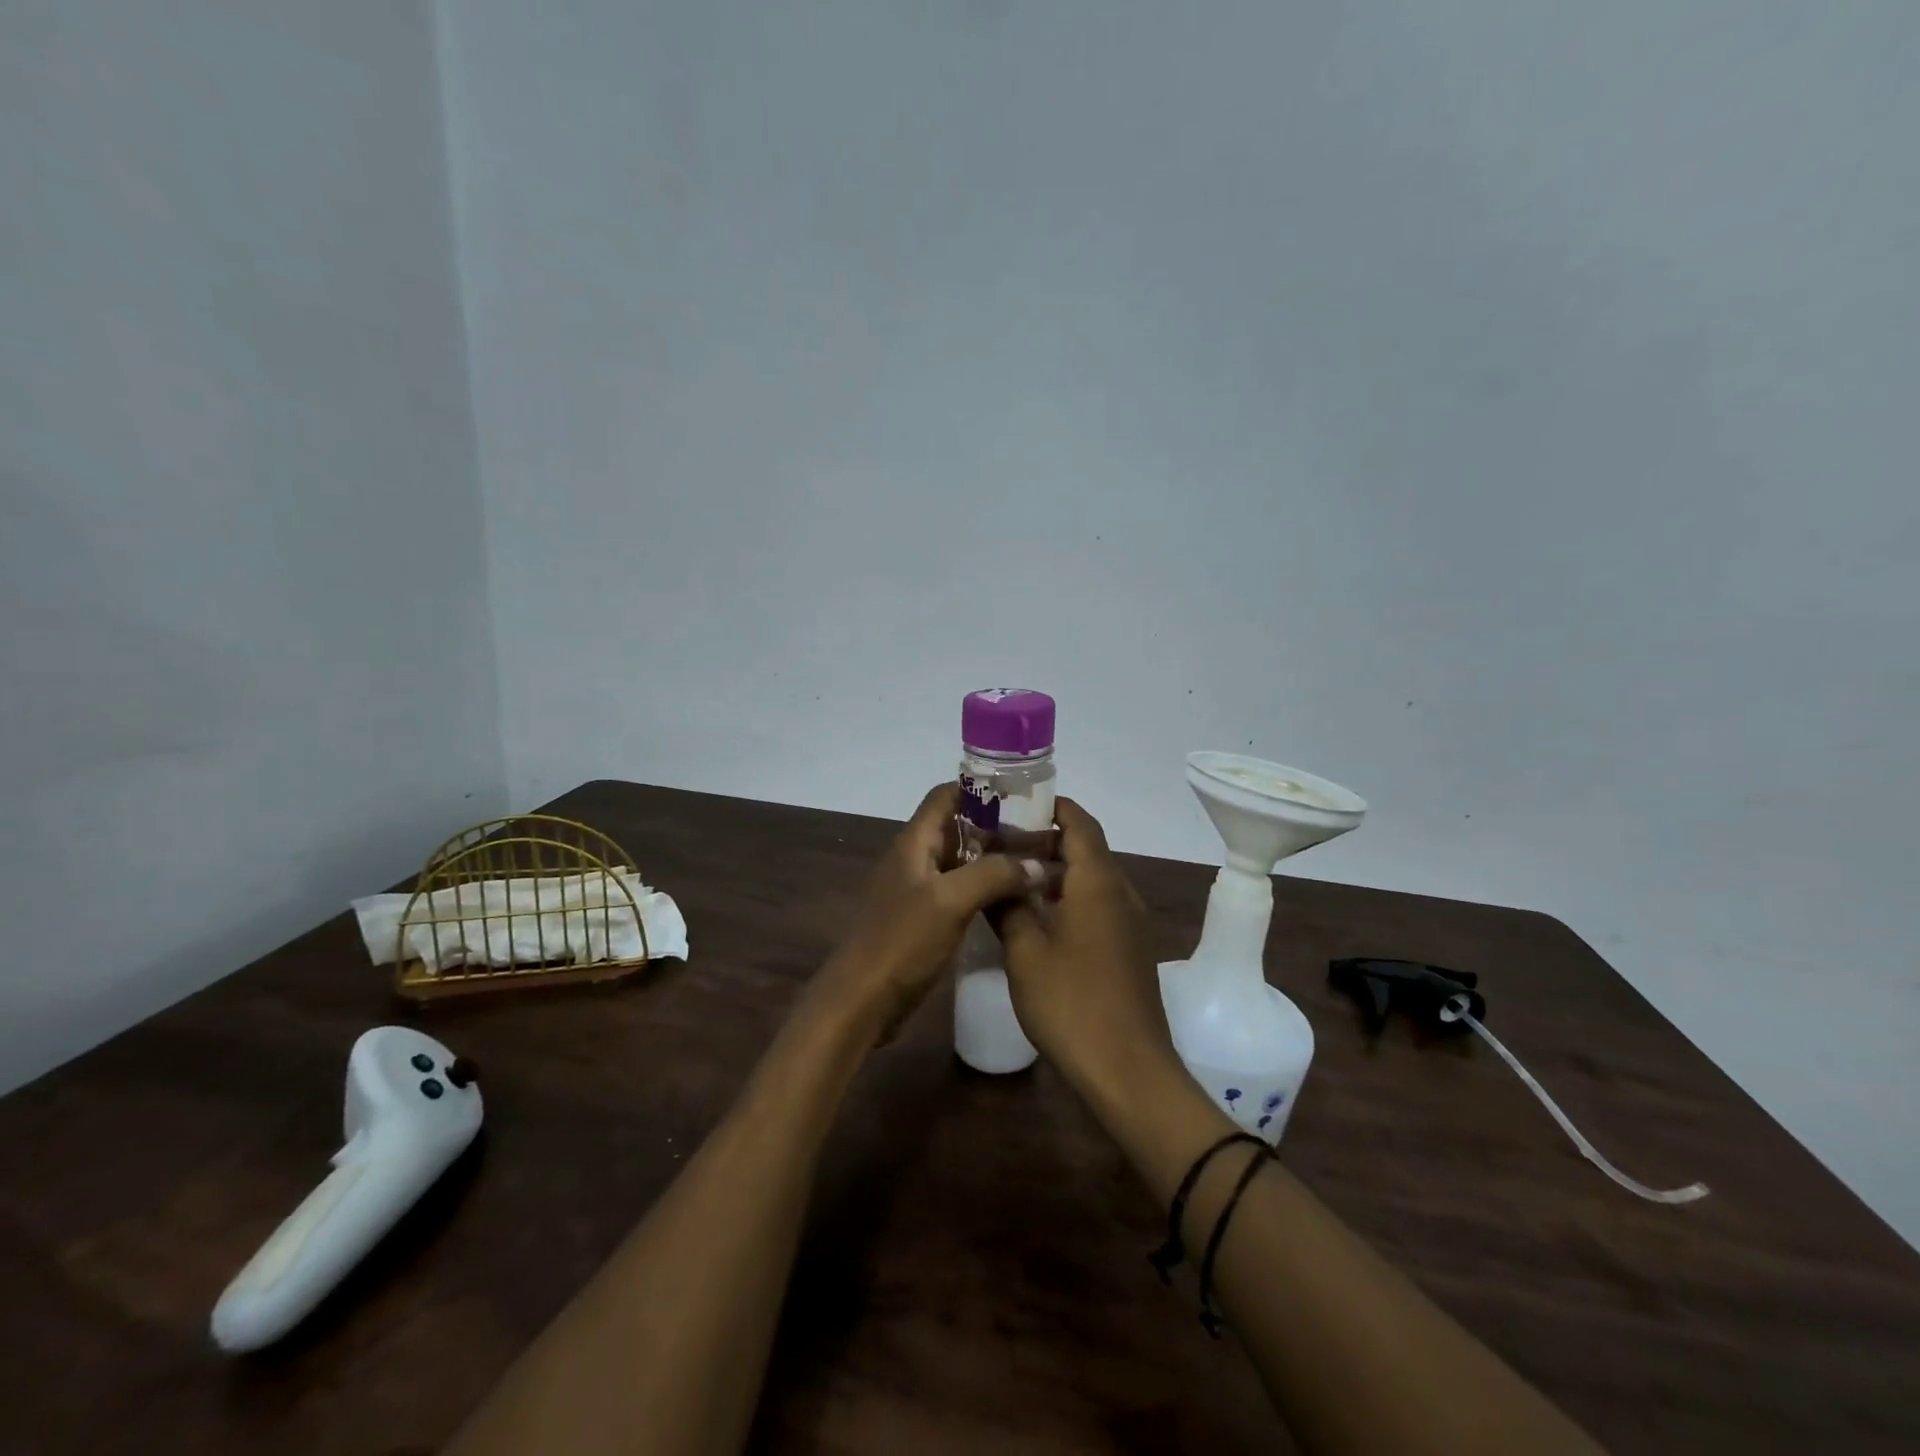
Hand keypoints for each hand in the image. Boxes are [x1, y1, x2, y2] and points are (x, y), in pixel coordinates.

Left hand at [815, 783, 1045, 1044]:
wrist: (862, 1001)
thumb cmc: (902, 941)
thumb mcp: (951, 901)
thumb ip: (994, 875)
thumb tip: (1037, 864)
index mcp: (914, 842)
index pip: (945, 795)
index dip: (980, 789)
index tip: (1021, 796)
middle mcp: (914, 859)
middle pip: (956, 827)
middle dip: (996, 827)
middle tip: (1040, 835)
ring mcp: (917, 891)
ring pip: (960, 861)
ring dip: (993, 860)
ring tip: (1034, 864)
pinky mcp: (923, 920)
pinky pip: (958, 892)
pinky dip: (984, 889)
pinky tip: (1012, 901)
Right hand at [993, 798, 1179, 1100]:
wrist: (1129, 1070)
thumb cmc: (1072, 1004)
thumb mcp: (1025, 953)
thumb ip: (1008, 907)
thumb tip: (995, 879)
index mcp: (1098, 882)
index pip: (1080, 822)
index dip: (1053, 807)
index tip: (1018, 803)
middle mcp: (1121, 892)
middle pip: (1087, 849)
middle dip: (1047, 841)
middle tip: (1002, 844)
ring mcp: (1131, 923)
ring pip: (1093, 880)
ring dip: (1057, 872)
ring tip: (1013, 879)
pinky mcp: (1131, 949)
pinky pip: (1100, 906)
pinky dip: (1071, 899)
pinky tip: (1038, 920)